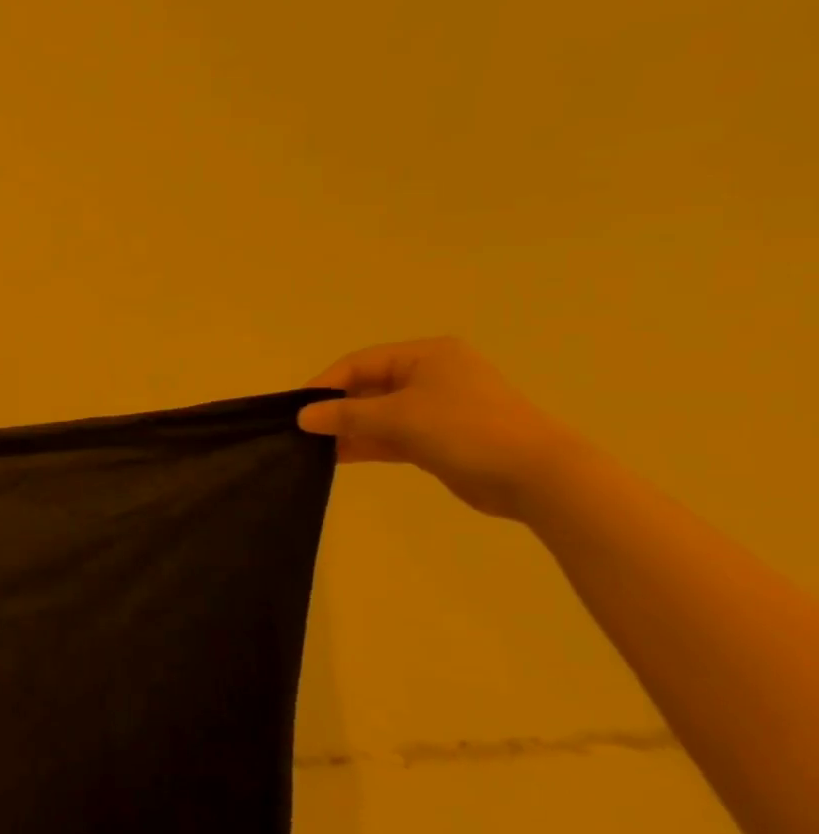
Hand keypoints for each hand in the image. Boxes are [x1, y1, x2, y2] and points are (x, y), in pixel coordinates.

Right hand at [296, 337, 589, 520]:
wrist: (537, 477)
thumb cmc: (466, 430)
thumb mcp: (398, 417)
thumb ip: (346, 416)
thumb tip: (301, 416)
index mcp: (426, 356)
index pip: (360, 363)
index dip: (325, 384)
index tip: (297, 409)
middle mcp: (431, 376)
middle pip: (367, 387)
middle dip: (335, 409)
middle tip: (301, 430)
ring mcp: (436, 409)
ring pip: (378, 414)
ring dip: (348, 429)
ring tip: (312, 447)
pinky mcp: (439, 439)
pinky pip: (391, 435)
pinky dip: (366, 443)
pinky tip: (336, 457)